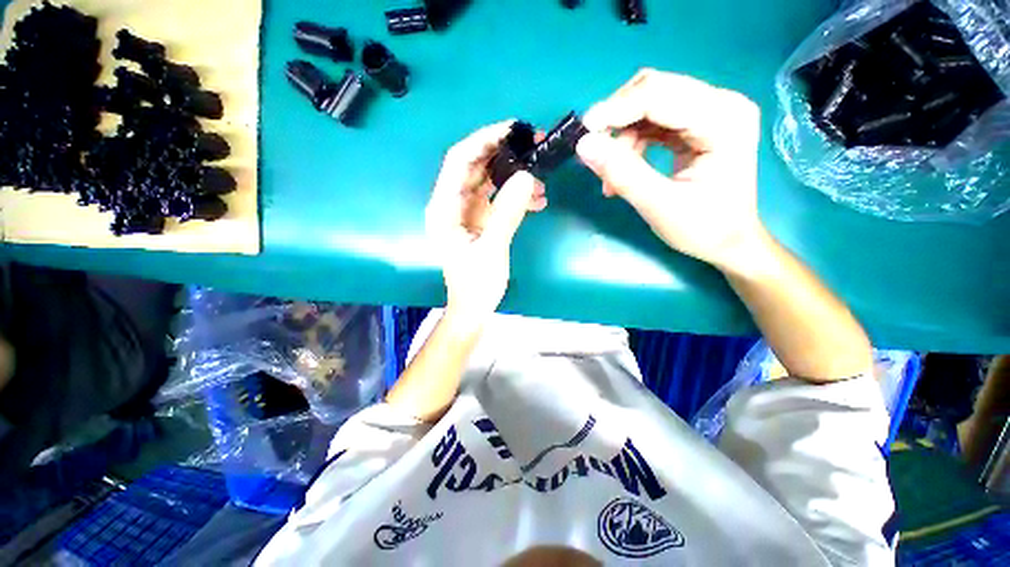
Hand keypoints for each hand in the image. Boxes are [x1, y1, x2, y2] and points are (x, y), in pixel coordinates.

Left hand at [425, 121, 544, 322]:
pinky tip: (537, 201)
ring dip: (514, 177)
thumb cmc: (475, 284)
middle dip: (504, 154)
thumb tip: (527, 176)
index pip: (459, 161)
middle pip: (475, 166)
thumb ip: (507, 213)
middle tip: (534, 146)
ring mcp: (467, 212)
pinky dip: (516, 196)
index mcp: (444, 208)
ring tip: (541, 181)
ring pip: (489, 182)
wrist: (474, 308)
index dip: (483, 140)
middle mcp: (452, 204)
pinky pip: (498, 199)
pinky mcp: (481, 220)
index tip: (512, 129)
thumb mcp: (491, 249)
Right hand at [576, 69, 765, 268]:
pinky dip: (631, 142)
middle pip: (654, 90)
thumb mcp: (659, 205)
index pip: (660, 95)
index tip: (583, 134)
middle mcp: (721, 104)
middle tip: (594, 152)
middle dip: (617, 121)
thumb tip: (584, 145)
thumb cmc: (703, 229)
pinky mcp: (698, 125)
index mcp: (723, 119)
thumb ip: (622, 173)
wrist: (728, 242)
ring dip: (621, 136)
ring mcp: (710, 112)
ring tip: (611, 174)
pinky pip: (653, 121)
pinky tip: (623, 167)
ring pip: (649, 105)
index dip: (615, 109)